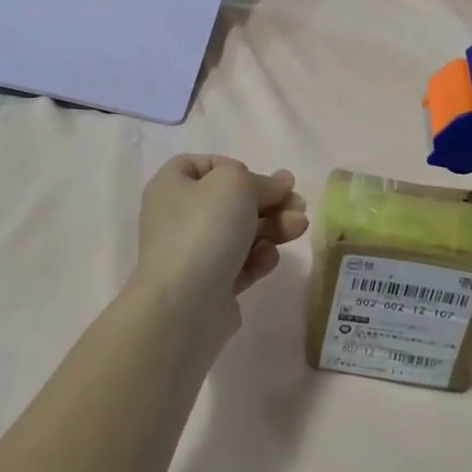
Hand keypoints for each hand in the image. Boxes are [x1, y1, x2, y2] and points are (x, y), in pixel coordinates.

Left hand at [134, 155, 308, 326]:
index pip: (204, 166)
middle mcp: (179, 217)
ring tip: (299, 228)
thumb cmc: (204, 229)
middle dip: (268, 201)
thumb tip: (280, 183)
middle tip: (298, 205)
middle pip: (231, 201)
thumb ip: (262, 181)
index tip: (259, 179)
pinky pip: (241, 263)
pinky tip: (268, 258)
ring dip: (274, 227)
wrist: (183, 305)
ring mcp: (194, 252)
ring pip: (241, 232)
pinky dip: (259, 258)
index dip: (235, 168)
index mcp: (173, 186)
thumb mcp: (236, 184)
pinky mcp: (211, 284)